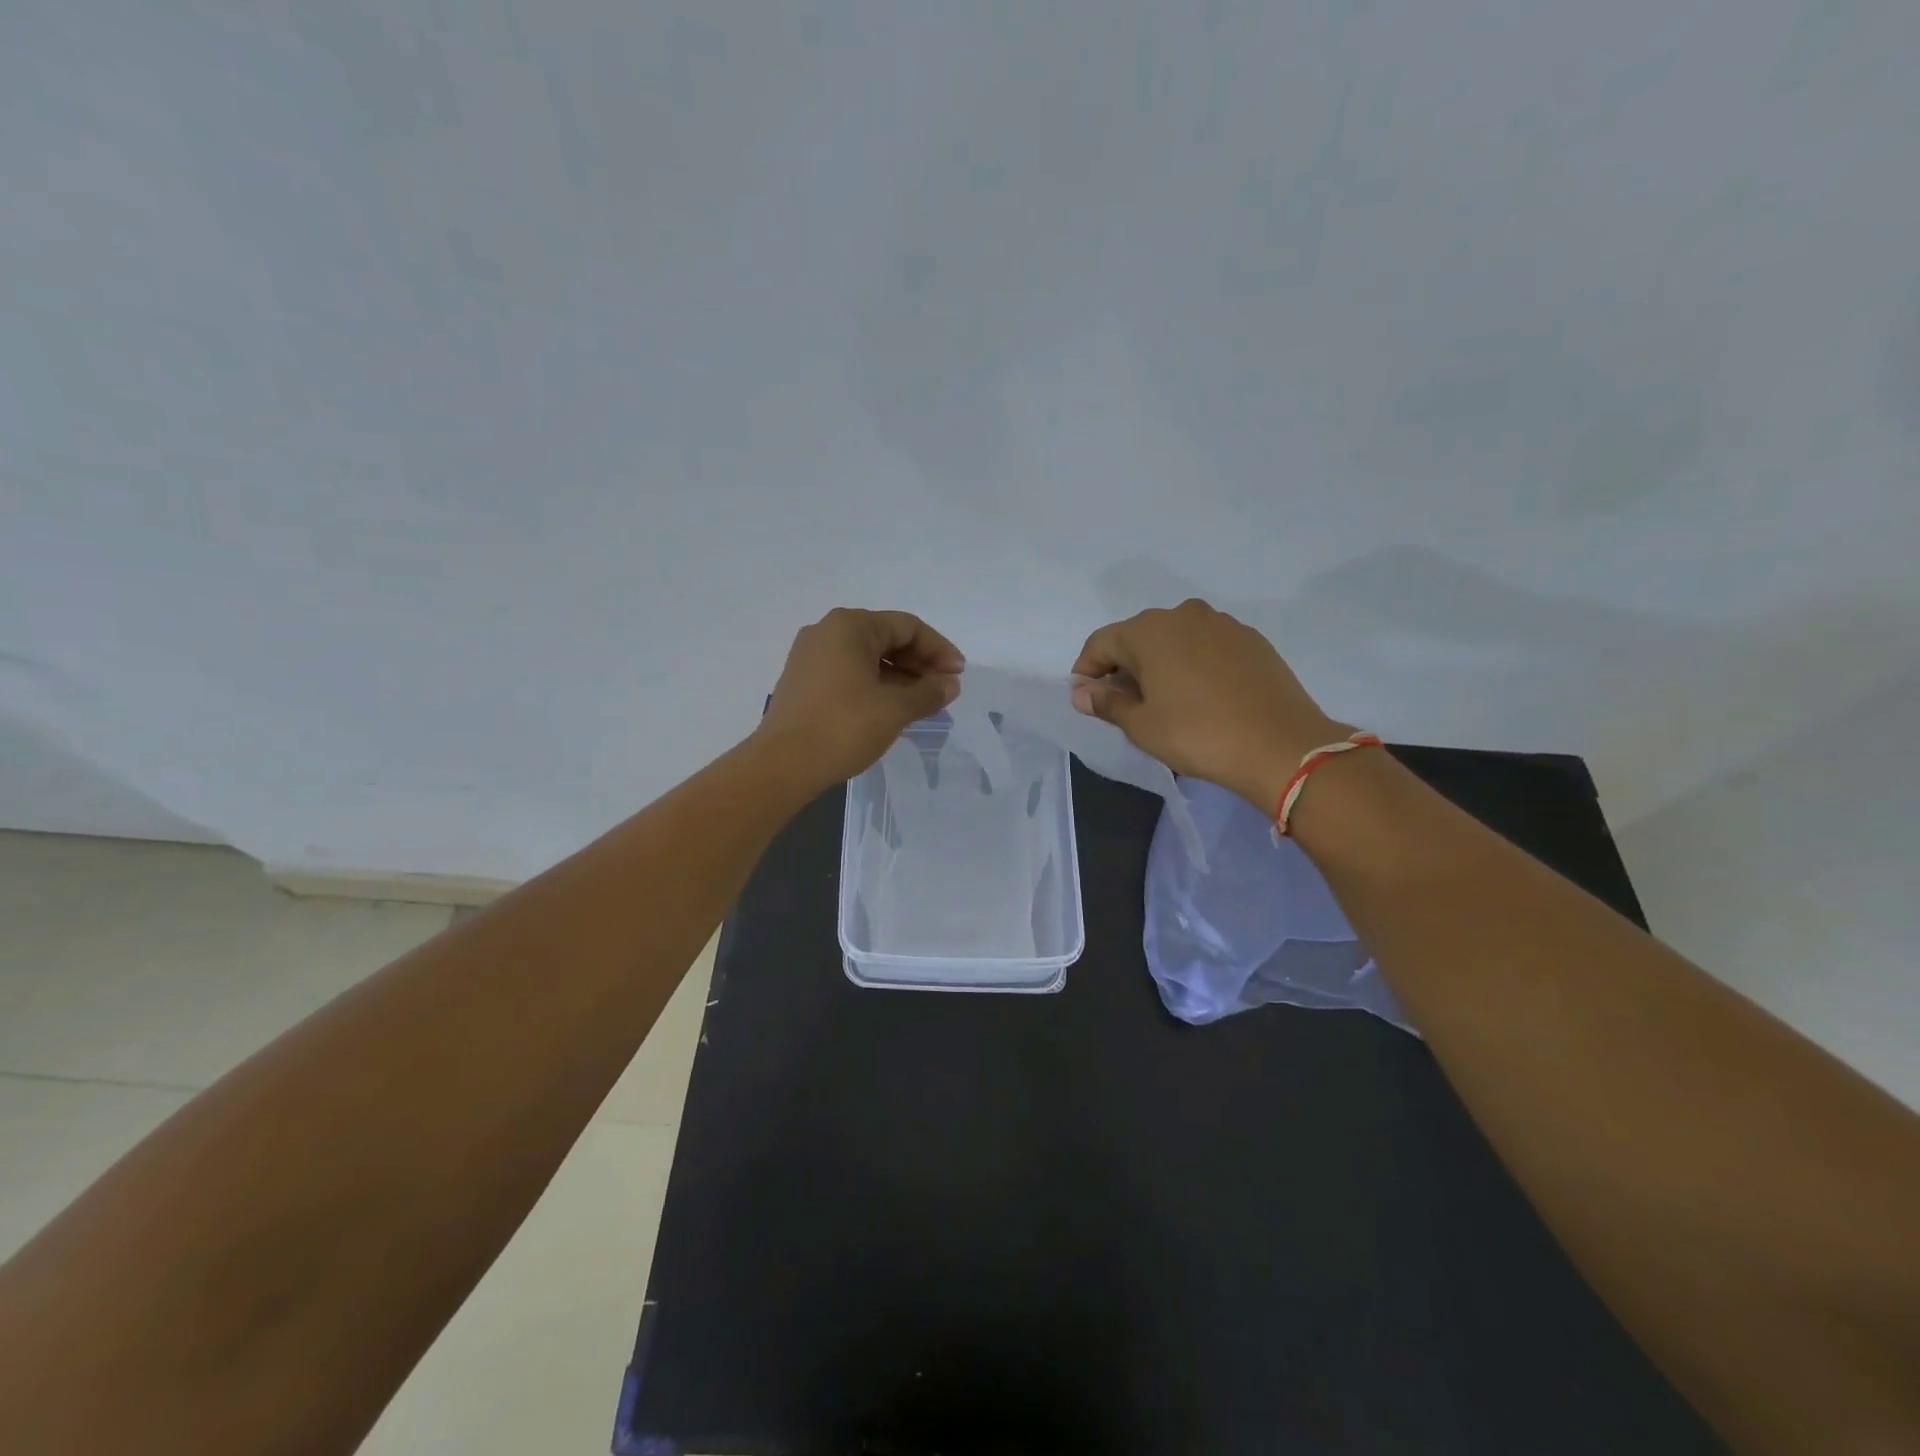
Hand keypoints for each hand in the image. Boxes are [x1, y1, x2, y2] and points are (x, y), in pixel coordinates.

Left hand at [757, 608, 964, 786]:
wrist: (783, 765)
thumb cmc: (843, 726)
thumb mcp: (895, 709)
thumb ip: (928, 692)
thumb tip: (950, 684)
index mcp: (850, 626)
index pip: (907, 627)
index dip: (939, 650)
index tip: (958, 676)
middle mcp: (827, 632)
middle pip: (886, 638)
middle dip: (919, 663)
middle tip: (943, 691)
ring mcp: (810, 657)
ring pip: (867, 658)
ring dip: (899, 677)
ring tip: (922, 704)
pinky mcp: (803, 682)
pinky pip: (849, 674)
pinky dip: (875, 686)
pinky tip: (891, 709)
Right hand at [1071, 599, 1349, 811]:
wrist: (1282, 746)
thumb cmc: (1198, 735)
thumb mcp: (1142, 726)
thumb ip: (1107, 703)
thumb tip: (1082, 692)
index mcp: (1150, 630)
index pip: (1101, 643)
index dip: (1086, 671)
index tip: (1085, 700)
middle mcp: (1184, 614)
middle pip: (1138, 637)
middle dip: (1123, 667)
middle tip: (1123, 705)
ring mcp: (1222, 624)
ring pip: (1174, 640)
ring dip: (1159, 665)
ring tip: (1162, 702)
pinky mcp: (1251, 640)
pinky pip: (1205, 646)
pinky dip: (1191, 665)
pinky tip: (1199, 697)